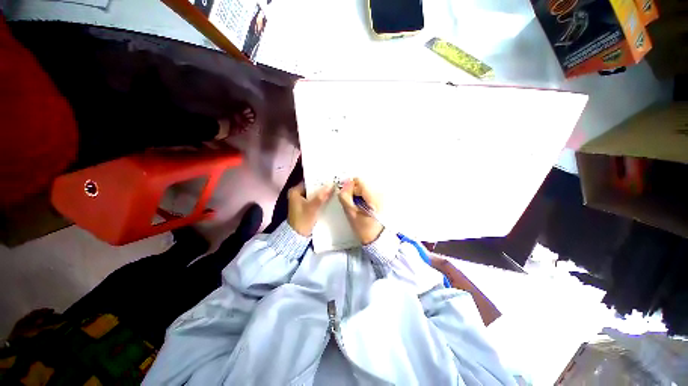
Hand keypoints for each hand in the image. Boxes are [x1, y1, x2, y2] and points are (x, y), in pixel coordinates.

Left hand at [288, 182, 333, 235]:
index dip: (320, 180)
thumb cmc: (302, 220)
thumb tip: (331, 185)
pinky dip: (321, 200)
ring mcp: (301, 201)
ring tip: (335, 190)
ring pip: (315, 194)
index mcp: (295, 191)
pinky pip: (315, 200)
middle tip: (335, 183)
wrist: (297, 237)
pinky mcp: (306, 207)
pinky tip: (330, 198)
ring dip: (323, 194)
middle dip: (323, 187)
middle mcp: (297, 194)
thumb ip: (321, 196)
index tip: (331, 178)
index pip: (309, 181)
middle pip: (313, 188)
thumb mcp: (312, 207)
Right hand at [338, 178, 383, 244]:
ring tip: (357, 207)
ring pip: (364, 188)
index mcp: (374, 196)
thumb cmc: (365, 229)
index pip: (359, 180)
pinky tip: (362, 208)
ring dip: (358, 195)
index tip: (346, 196)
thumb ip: (345, 197)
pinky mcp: (381, 200)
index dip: (349, 186)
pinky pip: (368, 193)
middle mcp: (380, 194)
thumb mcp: (351, 213)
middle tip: (351, 204)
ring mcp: (382, 196)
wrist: (378, 239)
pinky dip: (363, 198)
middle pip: (362, 184)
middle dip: (354, 192)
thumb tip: (345, 183)